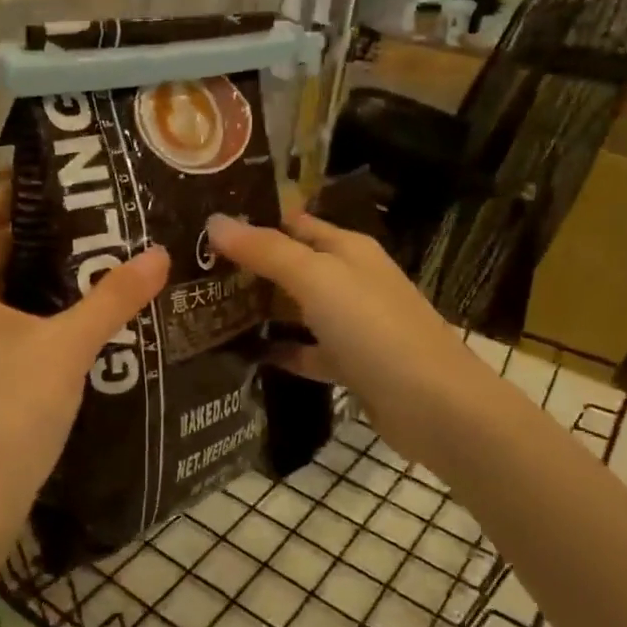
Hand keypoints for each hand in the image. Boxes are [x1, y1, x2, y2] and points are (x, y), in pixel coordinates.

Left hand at [0, 185, 168, 561]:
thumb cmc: (6, 415)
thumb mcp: (65, 349)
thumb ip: (112, 298)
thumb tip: (161, 255)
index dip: (16, 193)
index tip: (65, 182)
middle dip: (27, 232)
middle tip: (86, 217)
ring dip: (19, 270)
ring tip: (80, 252)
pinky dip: (6, 303)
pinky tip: (54, 305)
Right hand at [207, 212, 488, 471]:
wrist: (434, 406)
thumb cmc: (374, 329)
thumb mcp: (316, 278)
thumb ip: (266, 250)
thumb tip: (214, 221)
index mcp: (347, 250)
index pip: (294, 222)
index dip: (254, 220)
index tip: (204, 224)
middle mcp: (351, 281)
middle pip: (293, 265)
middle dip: (249, 266)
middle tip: (192, 269)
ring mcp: (352, 325)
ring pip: (297, 309)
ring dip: (260, 309)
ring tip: (206, 309)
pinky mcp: (351, 365)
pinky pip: (307, 352)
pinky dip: (280, 351)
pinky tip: (244, 356)